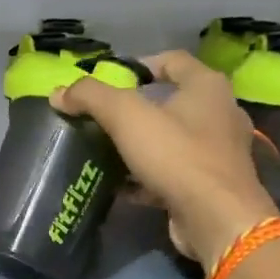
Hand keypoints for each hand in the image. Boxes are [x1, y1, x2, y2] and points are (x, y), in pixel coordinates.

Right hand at [53, 50, 277, 262]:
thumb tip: (59, 92)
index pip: (172, 60)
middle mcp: (220, 113)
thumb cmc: (176, 155)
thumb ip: (91, 98)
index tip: (110, 81)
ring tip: (108, 152)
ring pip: (172, 140)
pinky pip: (174, 173)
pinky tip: (122, 186)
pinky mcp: (211, 186)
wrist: (216, 218)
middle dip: (136, 110)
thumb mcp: (127, 117)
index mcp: (207, 86)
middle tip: (103, 119)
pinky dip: (148, 177)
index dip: (139, 65)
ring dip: (141, 145)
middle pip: (172, 102)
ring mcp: (219, 153)